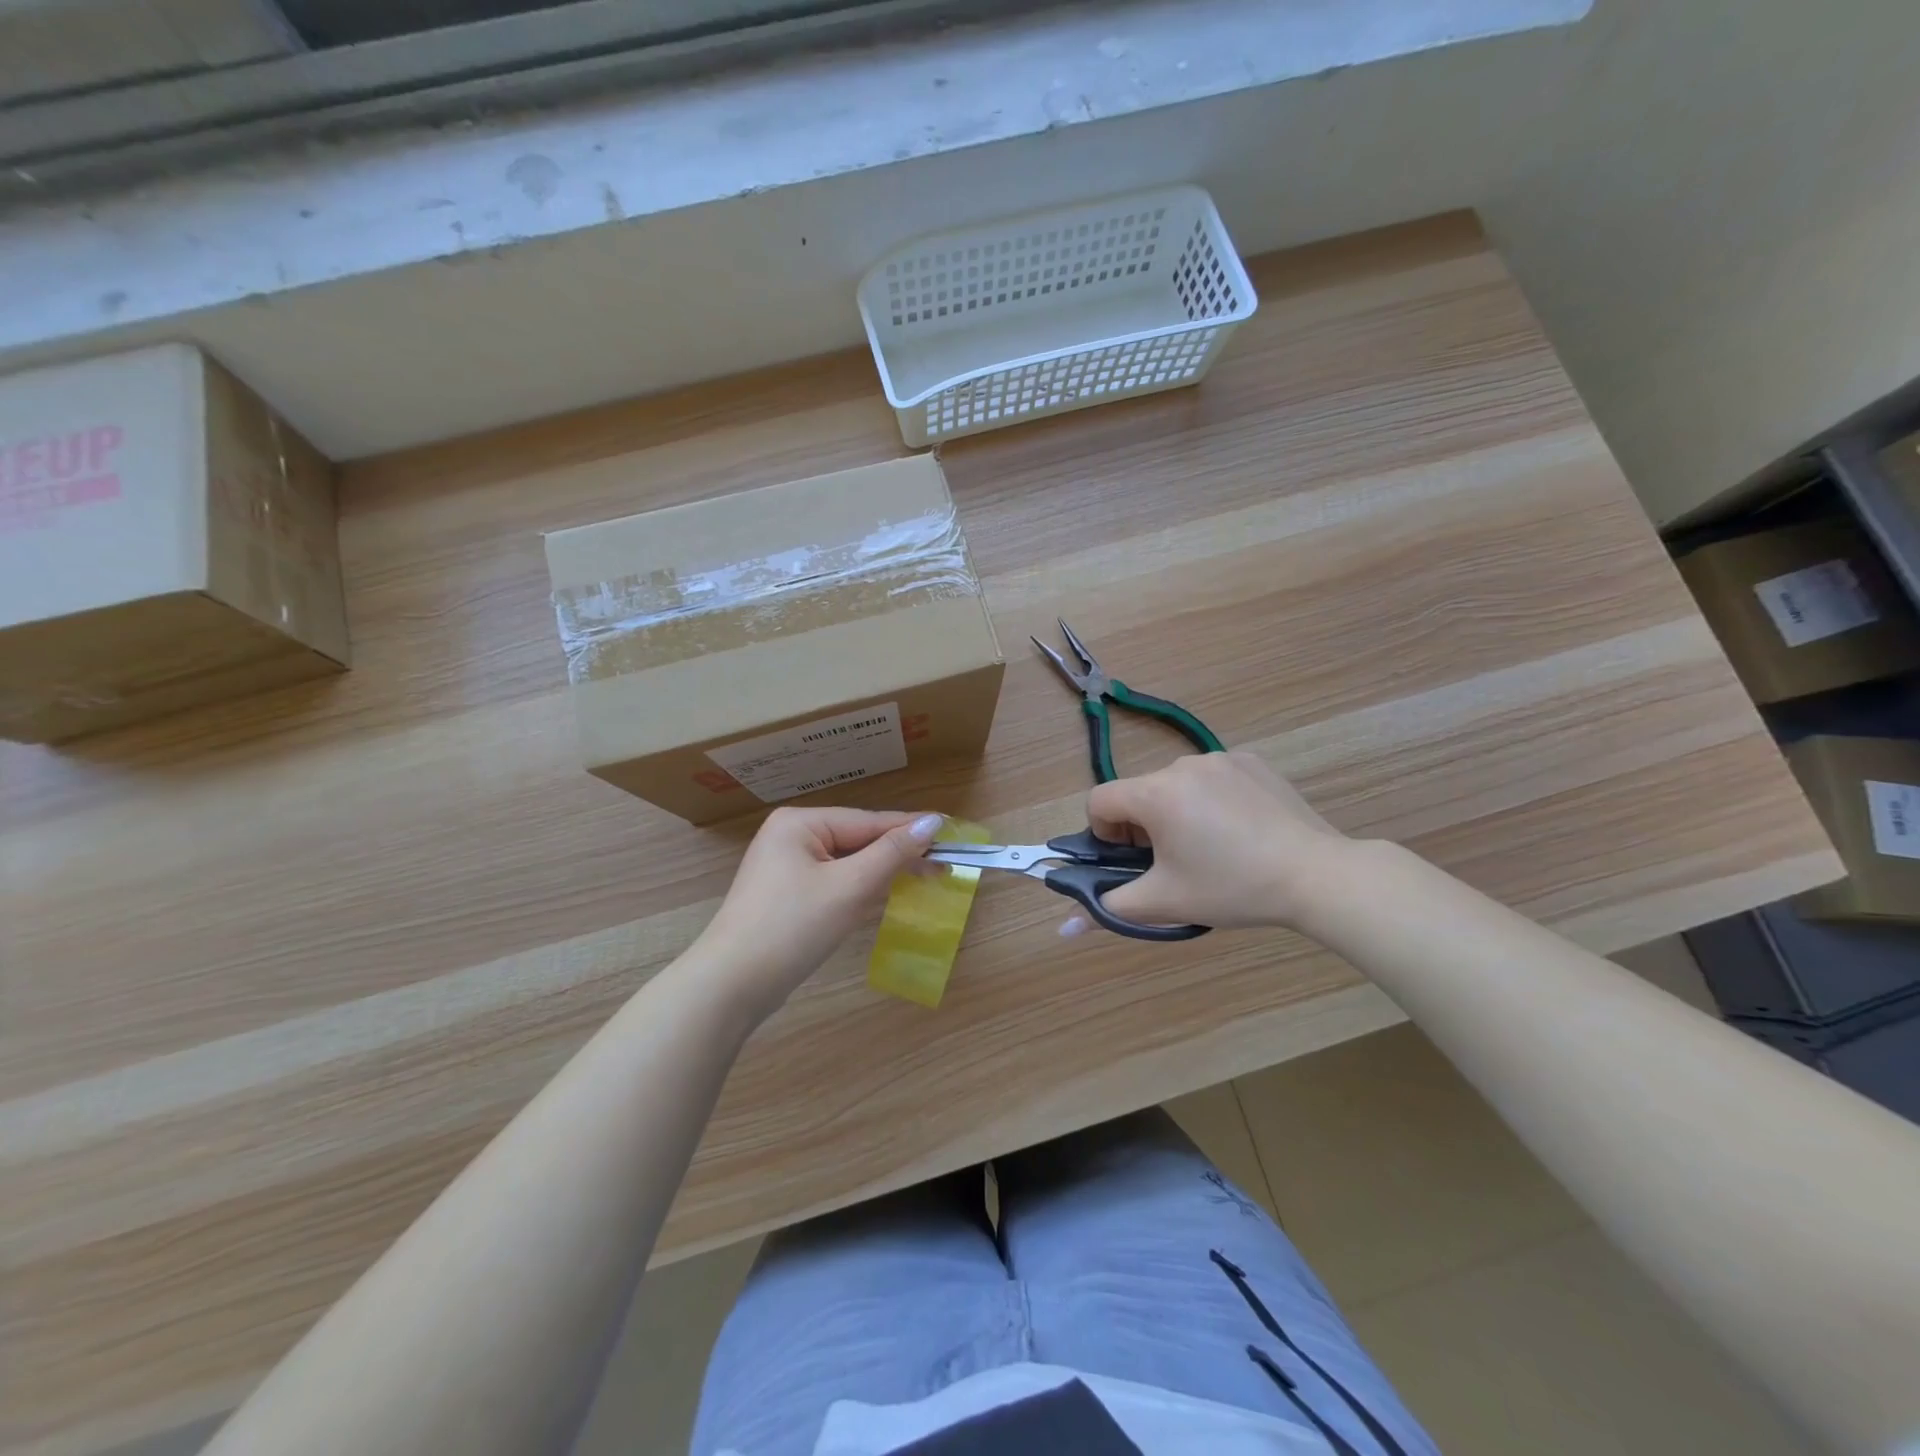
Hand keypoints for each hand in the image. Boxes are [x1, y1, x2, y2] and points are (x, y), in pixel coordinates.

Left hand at [694, 807, 945, 1019]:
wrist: (730, 986)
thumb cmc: (792, 927)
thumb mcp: (850, 887)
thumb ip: (893, 852)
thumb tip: (933, 820)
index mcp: (800, 823)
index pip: (869, 821)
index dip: (911, 829)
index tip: (952, 832)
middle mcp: (790, 836)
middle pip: (858, 840)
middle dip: (897, 854)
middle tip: (943, 865)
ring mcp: (784, 867)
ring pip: (847, 863)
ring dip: (881, 873)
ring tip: (923, 877)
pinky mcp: (785, 896)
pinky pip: (832, 883)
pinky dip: (858, 890)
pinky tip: (882, 896)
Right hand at [1067, 752, 1351, 934]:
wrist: (1317, 875)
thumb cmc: (1232, 888)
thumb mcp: (1165, 902)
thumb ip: (1108, 910)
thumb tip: (1064, 928)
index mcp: (1155, 793)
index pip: (1100, 801)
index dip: (1105, 834)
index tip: (1134, 860)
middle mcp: (1181, 765)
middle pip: (1139, 793)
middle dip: (1143, 826)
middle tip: (1175, 862)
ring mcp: (1220, 758)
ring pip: (1176, 786)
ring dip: (1177, 812)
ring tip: (1213, 848)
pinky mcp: (1251, 760)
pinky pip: (1212, 778)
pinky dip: (1212, 800)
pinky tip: (1241, 830)